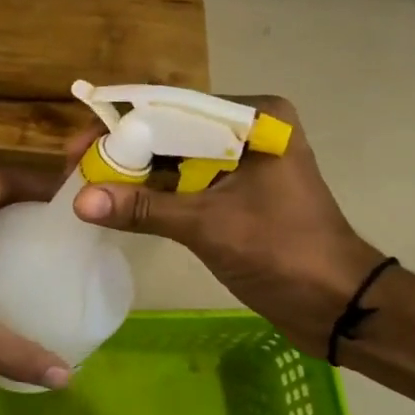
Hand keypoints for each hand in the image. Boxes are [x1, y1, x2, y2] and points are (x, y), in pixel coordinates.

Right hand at [70, 96, 384, 350]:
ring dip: (133, 175)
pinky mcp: (235, 191)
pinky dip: (152, 194)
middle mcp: (246, 130)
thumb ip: (142, 210)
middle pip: (168, 132)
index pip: (171, 109)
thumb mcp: (208, 225)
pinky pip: (184, 183)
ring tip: (85, 186)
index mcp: (253, 119)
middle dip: (121, 152)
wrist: (339, 305)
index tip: (78, 146)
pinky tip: (116, 202)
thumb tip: (80, 202)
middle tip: (75, 169)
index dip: (119, 127)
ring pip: (172, 159)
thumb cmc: (283, 252)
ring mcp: (241, 162)